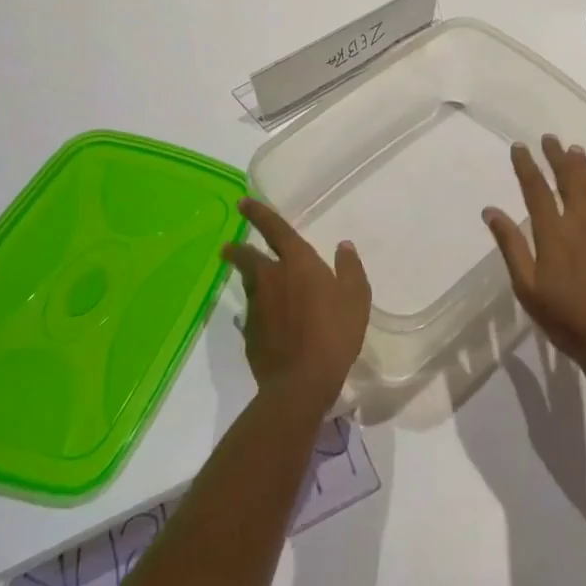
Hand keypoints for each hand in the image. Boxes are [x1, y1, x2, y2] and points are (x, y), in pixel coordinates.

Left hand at [223, 198, 371, 414]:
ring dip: (246, 277)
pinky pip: (250, 313)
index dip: (258, 214)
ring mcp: (257, 307)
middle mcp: (271, 278)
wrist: (300, 383)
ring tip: (248, 279)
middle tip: (229, 247)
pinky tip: (260, 319)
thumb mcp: (356, 297)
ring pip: (248, 284)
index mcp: (297, 263)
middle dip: (238, 249)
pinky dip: (254, 310)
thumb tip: (343, 246)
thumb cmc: (334, 333)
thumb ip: (349, 268)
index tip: (243, 202)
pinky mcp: (250, 333)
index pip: (275, 229)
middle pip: (248, 257)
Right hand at [483, 135, 585, 385]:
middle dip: (557, 157)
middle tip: (550, 139)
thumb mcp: (528, 289)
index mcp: (554, 233)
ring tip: (575, 151)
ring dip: (582, 168)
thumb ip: (511, 246)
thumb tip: (491, 211)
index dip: (527, 165)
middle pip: (569, 179)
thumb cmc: (568, 320)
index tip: (520, 147)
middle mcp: (583, 223)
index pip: (537, 189)